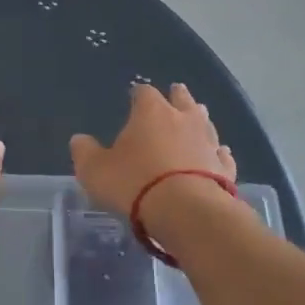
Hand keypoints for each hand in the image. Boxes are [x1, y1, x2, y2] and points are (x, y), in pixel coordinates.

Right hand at [70, 83, 235, 216]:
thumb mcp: (95, 170)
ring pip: (206, 124)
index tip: (134, 96)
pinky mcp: (225, 170)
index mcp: (151, 113)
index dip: (138, 94)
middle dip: (177, 97)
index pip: (144, 92)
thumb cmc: (135, 184)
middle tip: (176, 92)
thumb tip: (79, 139)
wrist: (187, 212)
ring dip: (200, 120)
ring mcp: (208, 143)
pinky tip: (220, 152)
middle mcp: (183, 120)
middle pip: (182, 100)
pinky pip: (221, 155)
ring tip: (200, 116)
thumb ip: (85, 152)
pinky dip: (218, 152)